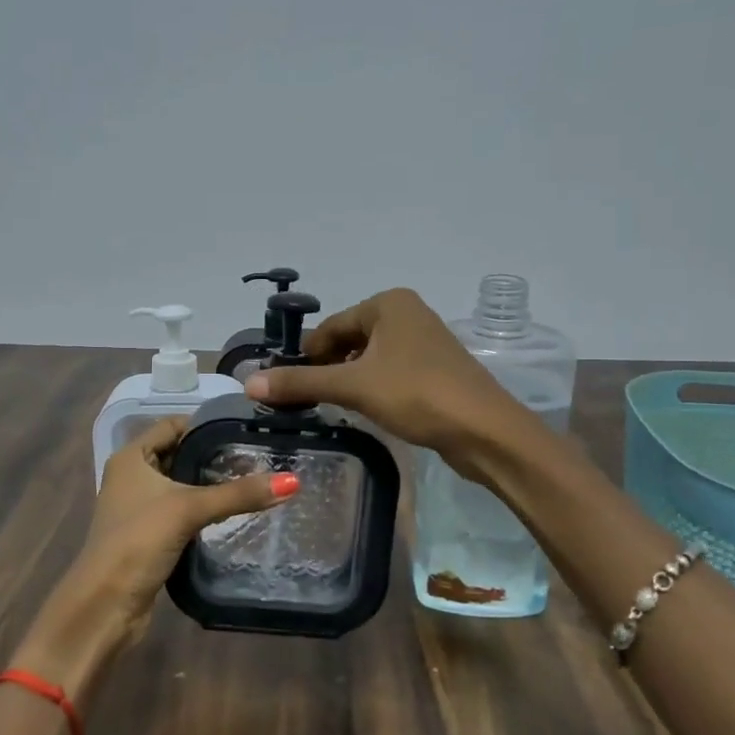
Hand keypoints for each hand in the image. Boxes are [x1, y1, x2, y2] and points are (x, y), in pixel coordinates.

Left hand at [16, 417, 297, 697]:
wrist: (104, 606)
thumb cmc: (138, 542)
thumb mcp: (189, 509)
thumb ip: (238, 494)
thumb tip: (293, 481)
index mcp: (131, 457)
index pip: (173, 425)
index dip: (207, 425)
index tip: (246, 429)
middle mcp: (132, 476)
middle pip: (180, 454)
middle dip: (214, 456)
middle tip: (259, 456)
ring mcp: (139, 507)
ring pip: (182, 485)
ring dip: (210, 485)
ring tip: (254, 481)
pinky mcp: (149, 535)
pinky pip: (181, 511)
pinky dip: (203, 509)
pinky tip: (233, 513)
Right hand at [245, 287, 524, 478]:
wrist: (485, 431)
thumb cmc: (417, 394)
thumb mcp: (354, 387)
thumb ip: (301, 383)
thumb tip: (248, 382)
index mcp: (388, 304)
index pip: (331, 327)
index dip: (305, 356)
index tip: (283, 387)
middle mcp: (407, 314)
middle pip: (349, 340)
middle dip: (326, 369)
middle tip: (302, 402)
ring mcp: (424, 342)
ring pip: (369, 358)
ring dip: (347, 381)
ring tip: (327, 409)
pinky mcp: (434, 370)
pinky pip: (389, 372)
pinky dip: (371, 388)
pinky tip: (362, 411)